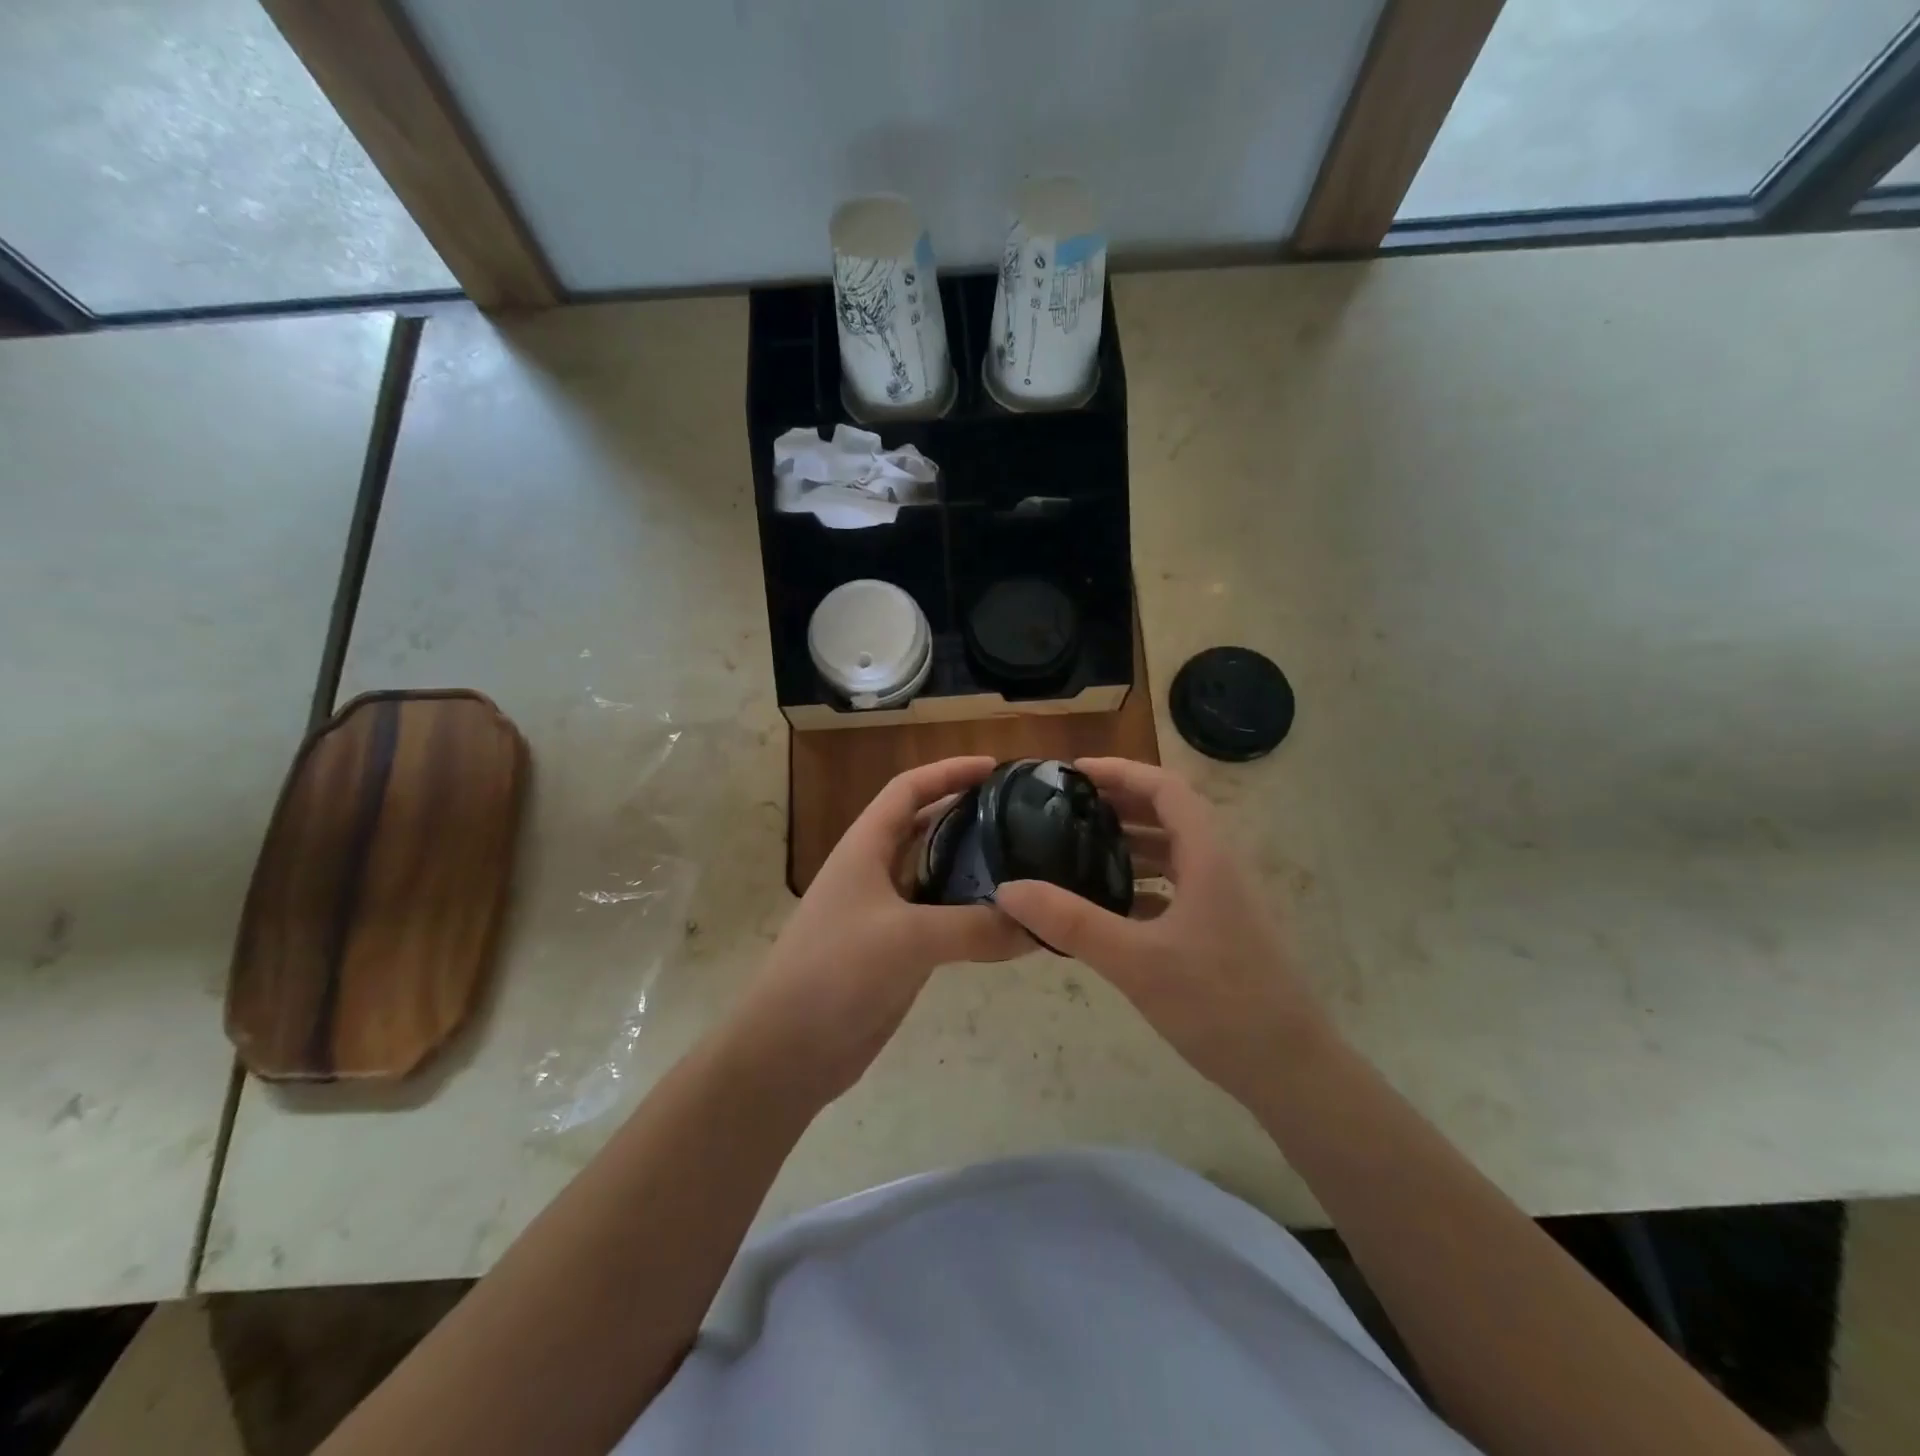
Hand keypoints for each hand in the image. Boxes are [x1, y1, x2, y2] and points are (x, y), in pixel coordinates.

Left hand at [729, 757, 1029, 1100]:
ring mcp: (883, 913)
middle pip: (925, 827)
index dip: (949, 772)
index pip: (908, 789)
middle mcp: (874, 872)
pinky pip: (940, 919)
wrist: (789, 1050)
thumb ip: (976, 928)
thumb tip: (1039, 926)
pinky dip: (970, 914)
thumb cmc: (836, 972)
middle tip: (1022, 817)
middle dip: (968, 815)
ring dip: (973, 867)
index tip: (996, 769)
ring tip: (1026, 863)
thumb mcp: (909, 939)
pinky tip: (1006, 921)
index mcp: (865, 848)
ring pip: (935, 875)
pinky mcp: (894, 951)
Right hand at [994, 758, 1329, 1105]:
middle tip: (1067, 808)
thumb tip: (1008, 889)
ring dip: (1130, 842)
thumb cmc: (1218, 1004)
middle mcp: (1220, 867)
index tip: (1075, 773)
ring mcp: (1224, 901)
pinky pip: (1177, 887)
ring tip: (1079, 847)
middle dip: (1120, 803)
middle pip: (1169, 814)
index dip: (1121, 771)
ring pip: (1174, 853)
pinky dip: (1142, 882)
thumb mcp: (1135, 961)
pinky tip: (1109, 904)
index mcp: (1208, 857)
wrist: (1291, 1070)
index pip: (1166, 788)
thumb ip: (1071, 922)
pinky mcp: (1222, 930)